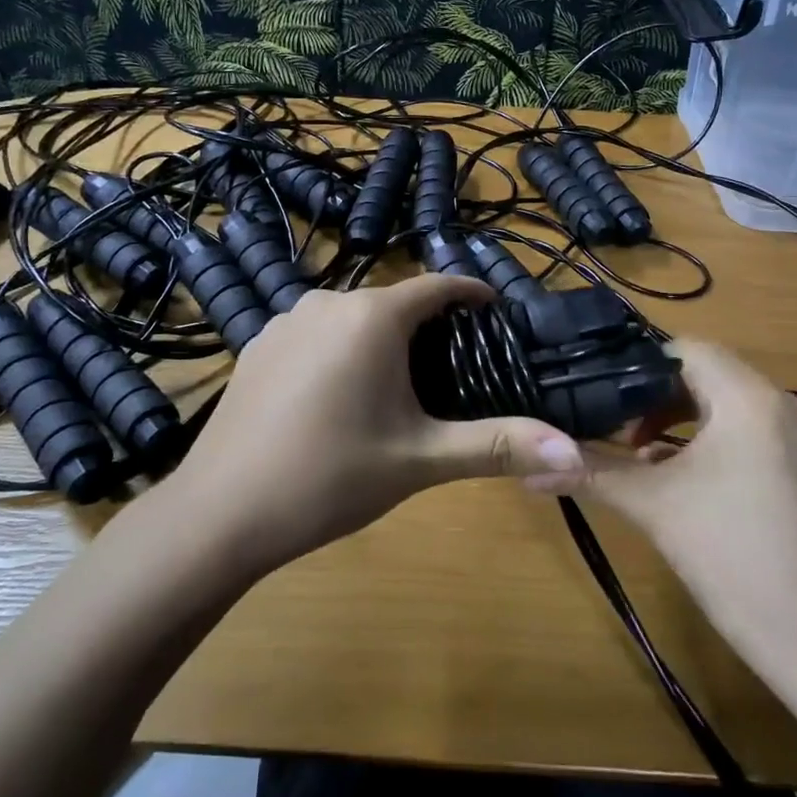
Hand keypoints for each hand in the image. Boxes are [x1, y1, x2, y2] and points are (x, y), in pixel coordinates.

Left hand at [159, 275, 585, 571]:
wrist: (220, 512)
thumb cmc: (330, 477)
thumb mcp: (420, 460)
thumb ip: (497, 446)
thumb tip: (576, 452)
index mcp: (372, 316)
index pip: (438, 285)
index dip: (472, 295)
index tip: (497, 314)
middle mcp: (328, 301)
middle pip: (395, 303)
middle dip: (429, 328)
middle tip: (456, 369)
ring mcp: (285, 320)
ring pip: (353, 318)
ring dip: (383, 340)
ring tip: (402, 386)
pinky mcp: (258, 345)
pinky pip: (317, 334)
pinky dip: (341, 351)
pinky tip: (339, 397)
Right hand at [532, 341, 796, 655]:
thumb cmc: (728, 554)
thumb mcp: (651, 504)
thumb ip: (590, 472)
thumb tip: (526, 467)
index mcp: (749, 399)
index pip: (687, 349)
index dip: (639, 365)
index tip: (601, 393)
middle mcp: (782, 403)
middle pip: (706, 373)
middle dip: (655, 396)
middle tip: (614, 426)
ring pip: (726, 402)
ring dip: (680, 418)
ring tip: (638, 453)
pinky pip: (748, 428)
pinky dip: (709, 437)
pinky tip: (677, 473)